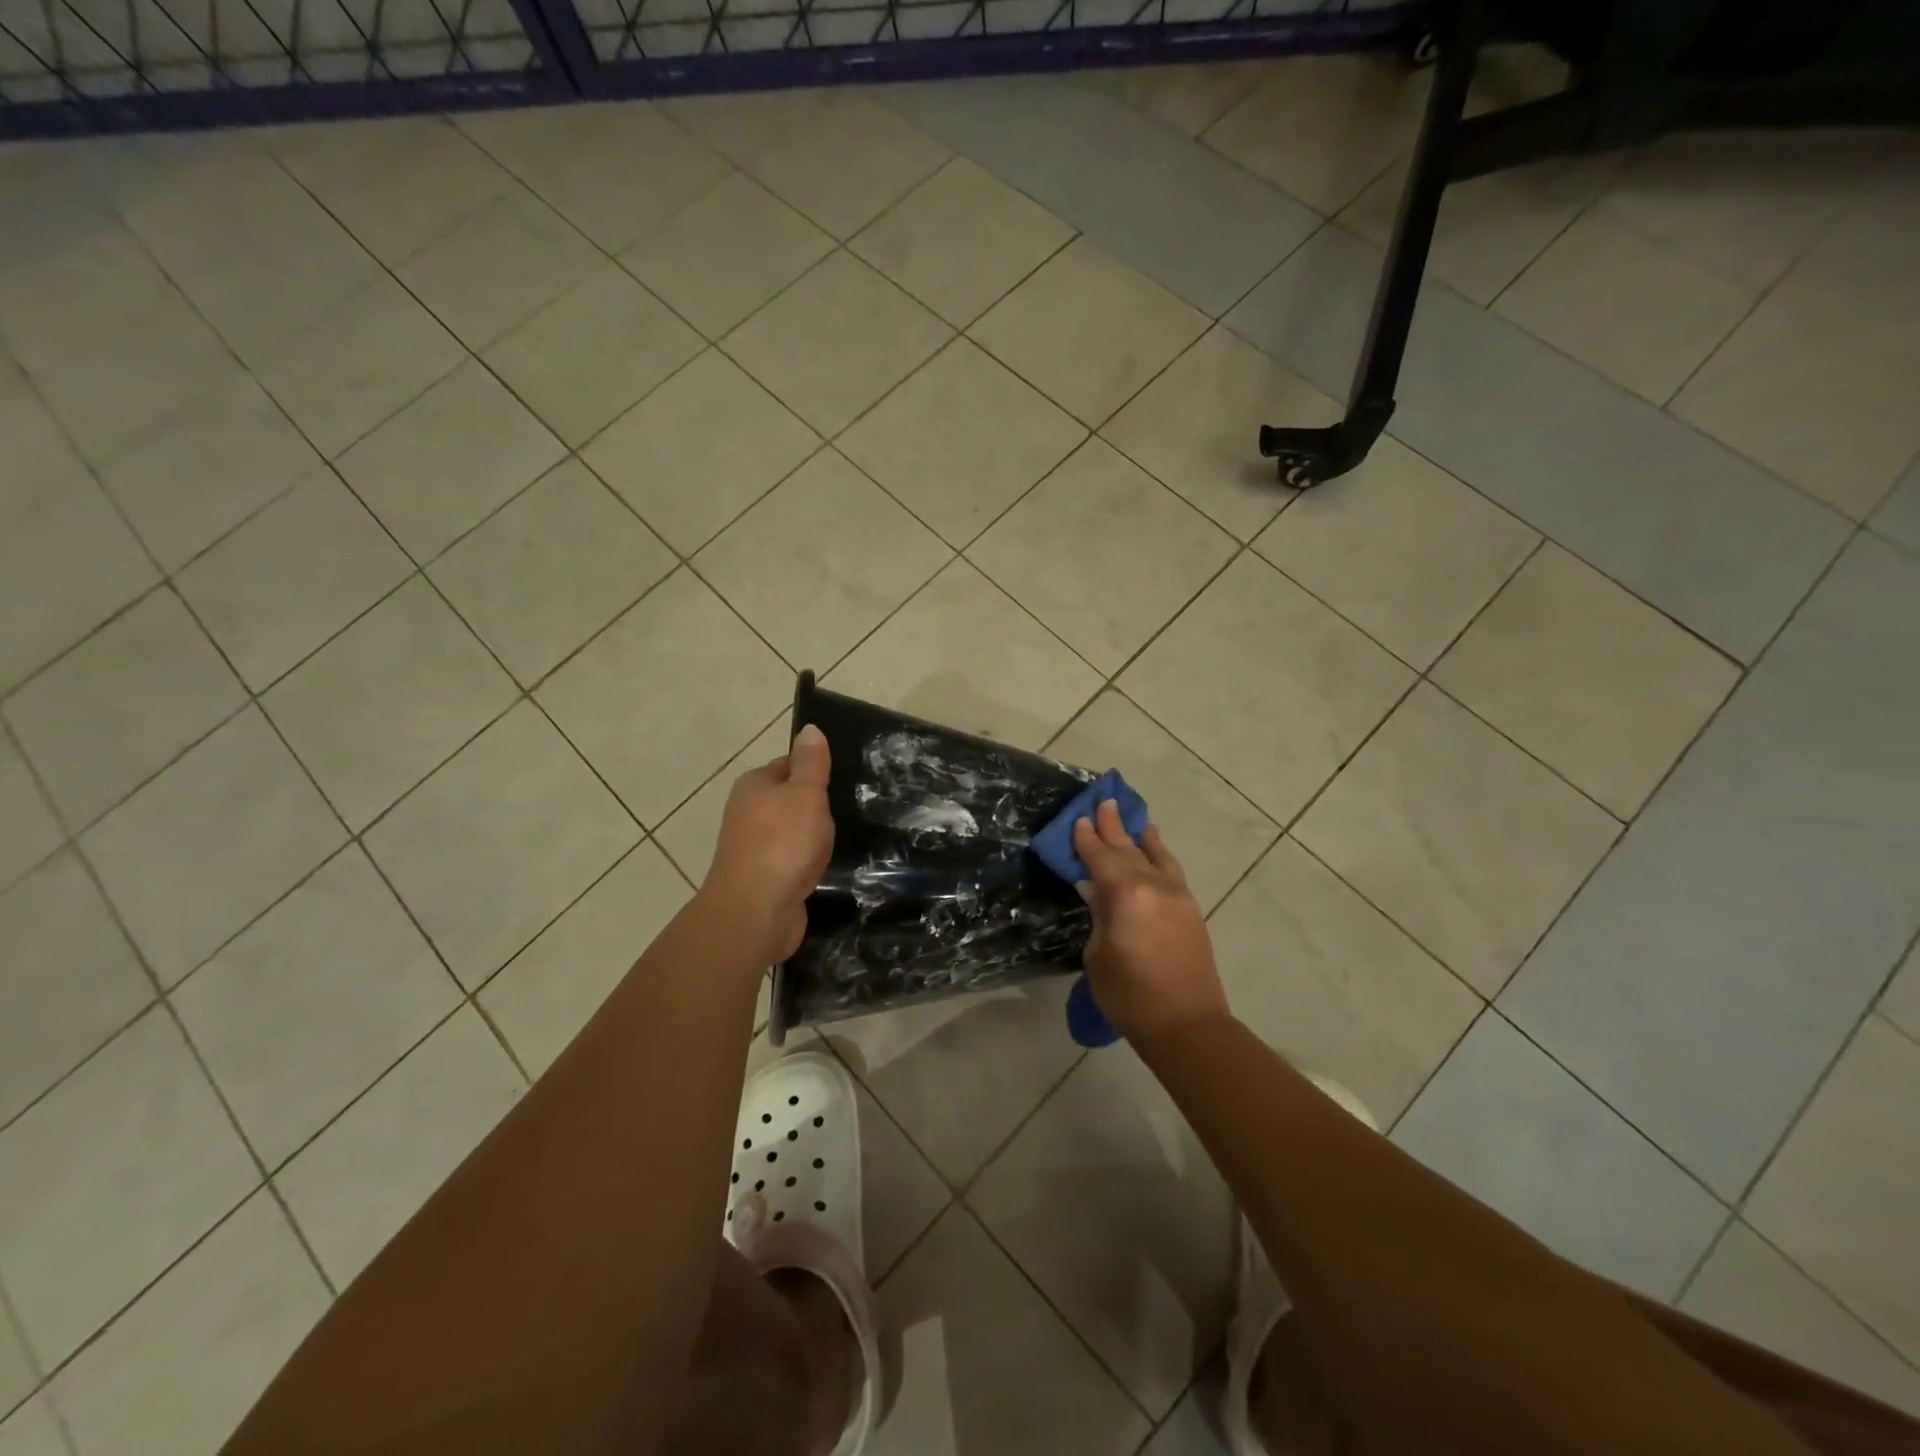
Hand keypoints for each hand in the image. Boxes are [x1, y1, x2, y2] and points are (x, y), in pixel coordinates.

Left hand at [702, 724, 834, 966]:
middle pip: (789, 799)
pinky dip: (808, 862)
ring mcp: (754, 848)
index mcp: (754, 785)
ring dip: (813, 836)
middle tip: (855, 806)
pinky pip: (792, 861)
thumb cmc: (783, 843)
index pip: (788, 765)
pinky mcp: (765, 879)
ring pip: (791, 832)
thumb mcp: (805, 793)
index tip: (846, 778)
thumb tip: (809, 728)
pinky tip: (830, 866)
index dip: (816, 769)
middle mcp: (748, 813)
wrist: (756, 912)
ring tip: (847, 836)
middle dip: (817, 805)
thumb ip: (811, 763)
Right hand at [1073, 800, 1230, 1047]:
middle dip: (1113, 826)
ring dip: (1141, 836)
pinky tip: (1155, 849)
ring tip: (1133, 818)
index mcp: (1126, 895)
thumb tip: (1095, 890)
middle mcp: (1154, 886)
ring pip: (1155, 856)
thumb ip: (1099, 915)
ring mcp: (1177, 896)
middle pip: (1128, 849)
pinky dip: (1160, 855)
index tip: (1079, 819)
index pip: (1101, 858)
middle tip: (1103, 801)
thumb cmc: (1130, 995)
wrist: (1187, 1024)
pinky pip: (1171, 871)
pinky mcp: (1190, 909)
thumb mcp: (1099, 955)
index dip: (1087, 839)